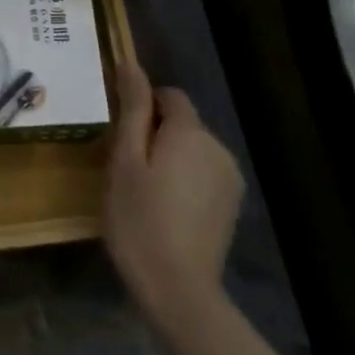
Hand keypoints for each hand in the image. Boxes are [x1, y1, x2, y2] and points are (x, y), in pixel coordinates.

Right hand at [102, 61, 243, 332]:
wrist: (179, 289)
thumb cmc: (139, 219)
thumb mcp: (124, 161)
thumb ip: (133, 110)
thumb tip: (131, 64)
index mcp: (189, 131)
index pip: (170, 95)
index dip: (144, 106)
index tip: (122, 135)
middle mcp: (217, 146)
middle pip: (183, 123)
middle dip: (156, 135)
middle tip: (126, 169)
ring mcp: (229, 178)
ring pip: (193, 150)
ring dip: (171, 158)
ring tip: (145, 192)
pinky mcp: (232, 204)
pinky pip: (204, 174)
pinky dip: (186, 181)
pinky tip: (167, 211)